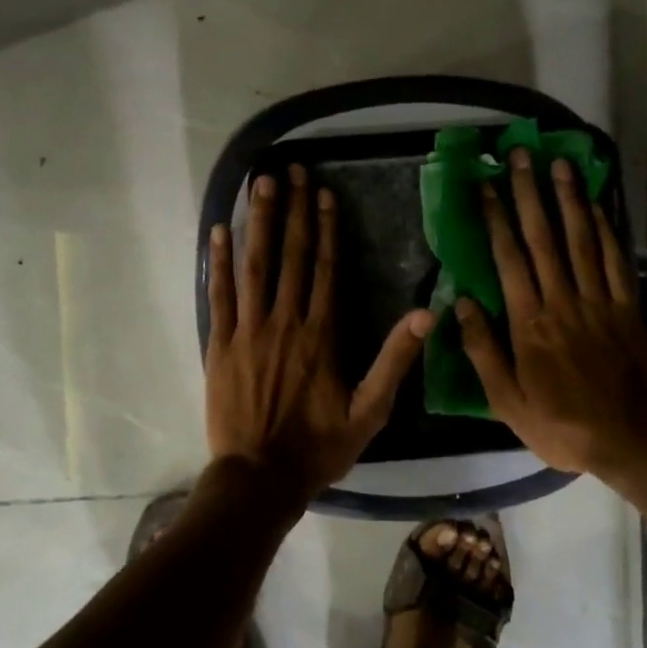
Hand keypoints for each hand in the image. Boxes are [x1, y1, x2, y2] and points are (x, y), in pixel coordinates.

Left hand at [207, 164, 433, 498]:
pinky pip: (219, 295)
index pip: (326, 269)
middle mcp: (285, 322)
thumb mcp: (370, 412)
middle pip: (291, 256)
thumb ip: (395, 361)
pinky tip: (220, 231)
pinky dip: (220, 262)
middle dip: (292, 210)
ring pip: (255, 266)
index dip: (326, 228)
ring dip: (259, 222)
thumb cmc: (318, 447)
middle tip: (290, 170)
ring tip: (259, 184)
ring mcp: (248, 331)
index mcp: (322, 335)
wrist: (260, 477)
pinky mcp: (220, 345)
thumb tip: (427, 315)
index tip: (322, 192)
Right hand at [454, 150, 646, 477]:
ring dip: (568, 199)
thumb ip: (483, 351)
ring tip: (557, 164)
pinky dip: (605, 229)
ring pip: (581, 239)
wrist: (637, 438)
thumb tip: (460, 304)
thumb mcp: (508, 402)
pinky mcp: (628, 306)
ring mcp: (599, 300)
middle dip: (529, 193)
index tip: (485, 186)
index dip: (496, 219)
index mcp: (529, 323)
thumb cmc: (564, 424)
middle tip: (519, 156)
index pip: (508, 259)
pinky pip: (615, 259)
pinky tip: (596, 206)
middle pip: (544, 237)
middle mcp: (563, 300)